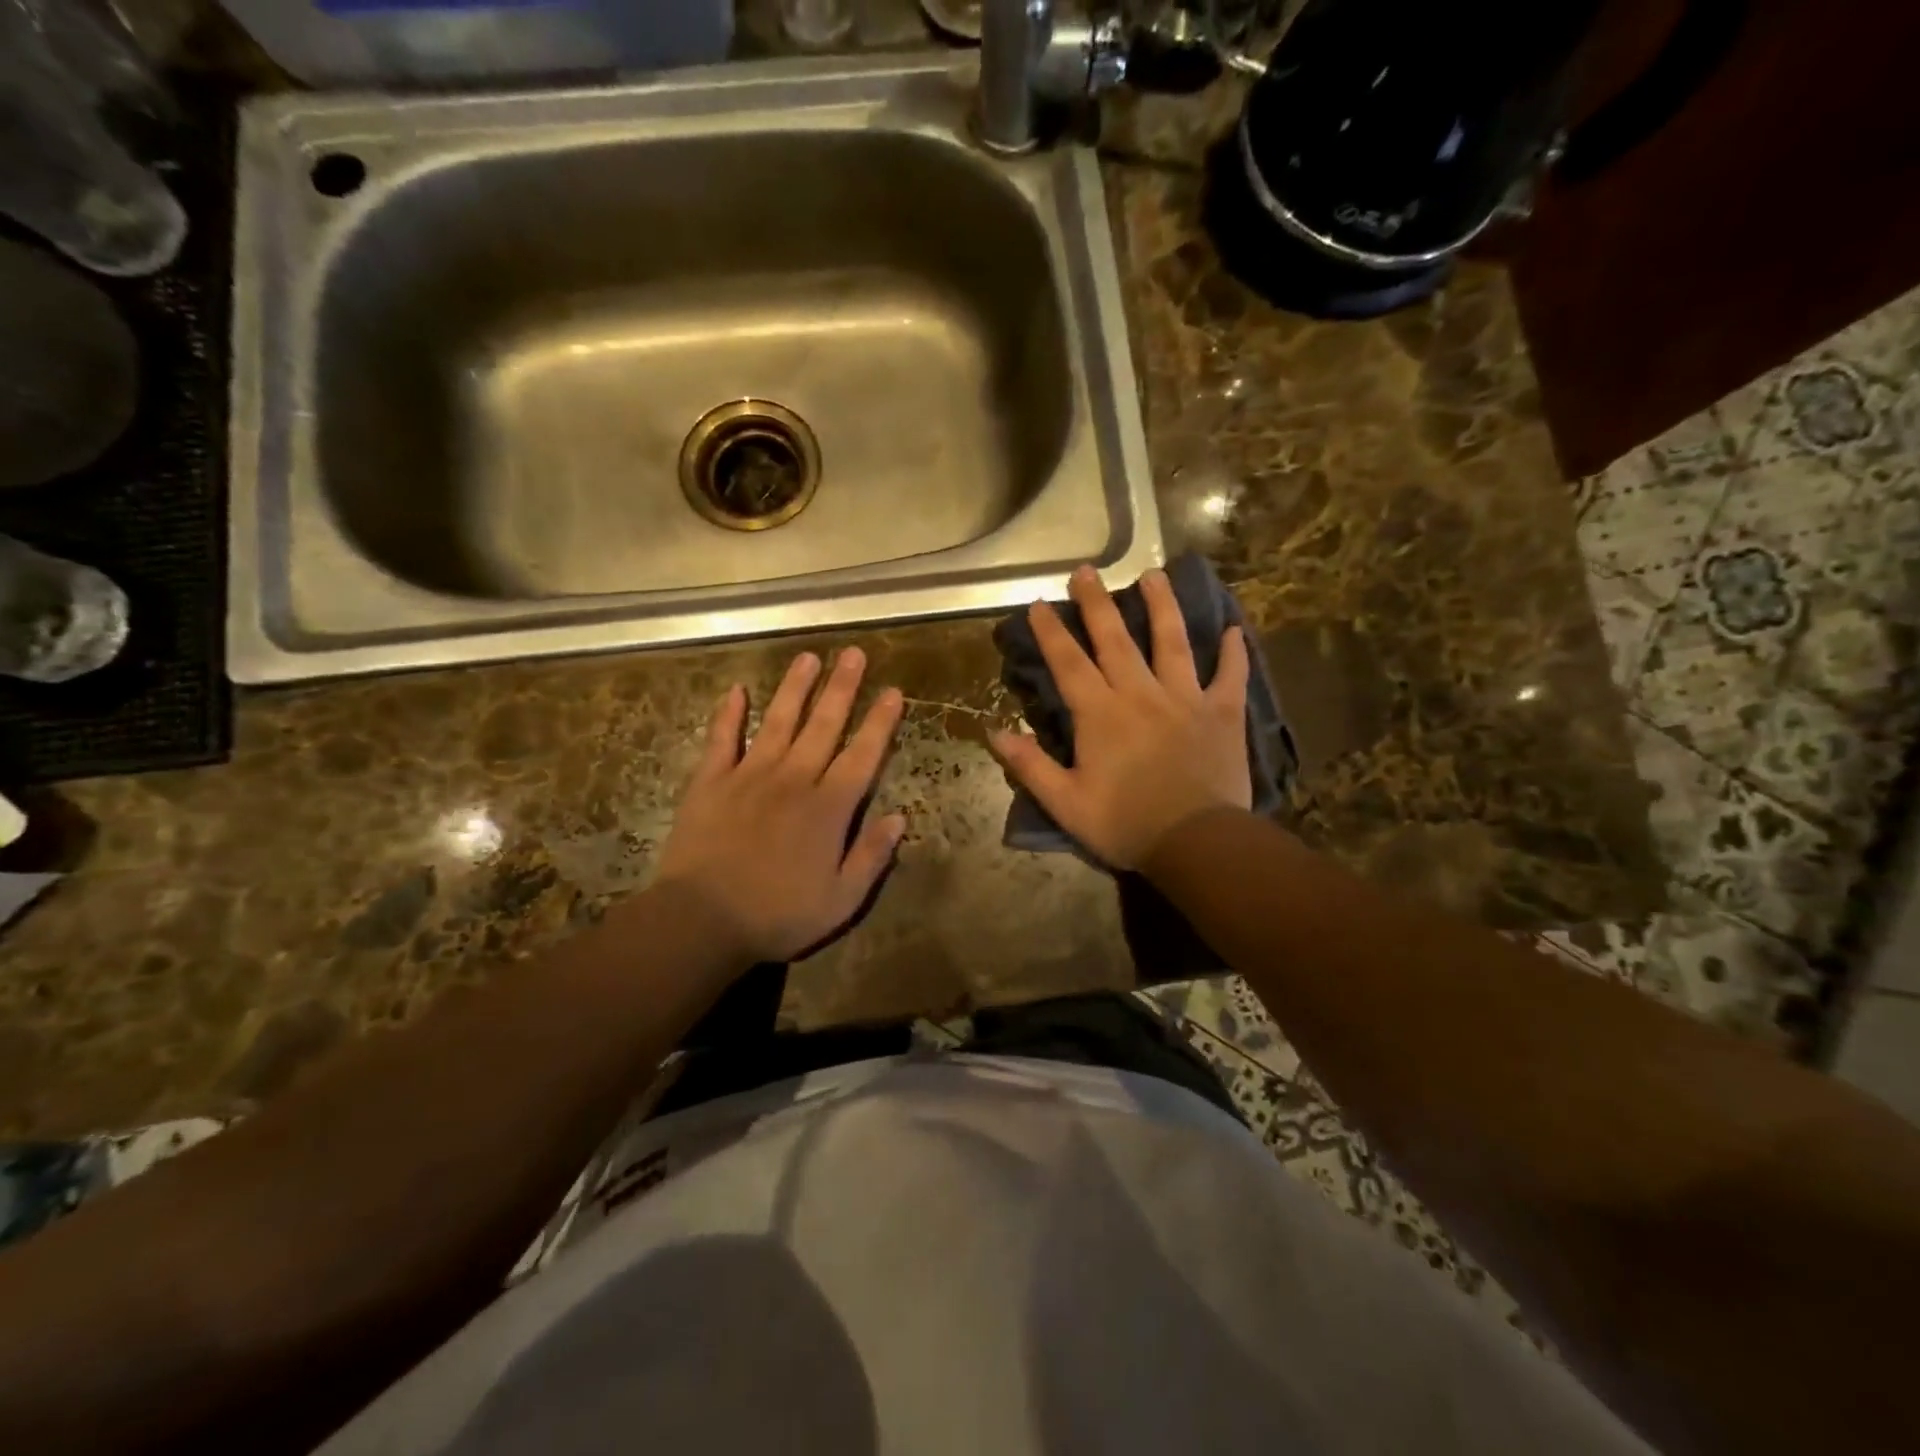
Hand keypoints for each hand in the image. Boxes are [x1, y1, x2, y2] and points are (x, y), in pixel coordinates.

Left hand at [656, 648, 906, 963]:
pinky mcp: (710, 782)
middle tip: (853, 653)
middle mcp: (794, 780)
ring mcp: (749, 776)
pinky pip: (722, 740)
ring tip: (808, 657)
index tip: (892, 691)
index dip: (880, 722)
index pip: (863, 755)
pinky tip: (736, 690)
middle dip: (842, 688)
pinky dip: (728, 714)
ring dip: (795, 688)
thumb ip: (872, 856)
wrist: (701, 921)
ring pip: (778, 721)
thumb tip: (900, 818)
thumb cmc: (778, 916)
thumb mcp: (841, 900)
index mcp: (829, 808)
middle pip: (823, 725)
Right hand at [990, 564, 1251, 869]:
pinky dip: (1233, 653)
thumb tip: (995, 732)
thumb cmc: (1126, 825)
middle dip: (1098, 603)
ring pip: (1172, 642)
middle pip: (1116, 639)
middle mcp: (1141, 694)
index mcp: (1101, 714)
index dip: (1052, 632)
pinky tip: (1233, 630)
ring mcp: (1186, 699)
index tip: (1040, 602)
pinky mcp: (1222, 714)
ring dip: (1162, 606)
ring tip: (1154, 575)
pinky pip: (1230, 676)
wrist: (1197, 843)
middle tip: (1086, 570)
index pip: (1069, 663)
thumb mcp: (1066, 803)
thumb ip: (1031, 766)